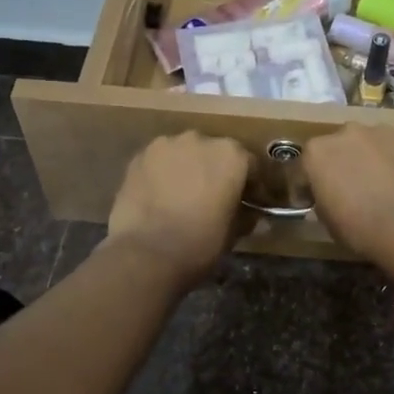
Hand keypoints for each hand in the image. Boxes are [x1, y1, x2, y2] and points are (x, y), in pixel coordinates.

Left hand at [105, 133, 251, 289]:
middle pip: (215, 153)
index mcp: (231, 155)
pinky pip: (160, 162)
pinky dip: (163, 174)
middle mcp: (200, 140)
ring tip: (183, 196)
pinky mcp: (138, 157)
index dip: (251, 185)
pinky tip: (160, 197)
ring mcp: (165, 145)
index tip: (250, 202)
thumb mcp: (233, 233)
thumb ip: (246, 217)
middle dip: (217, 172)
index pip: (250, 165)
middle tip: (214, 198)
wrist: (146, 253)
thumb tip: (255, 216)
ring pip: (184, 154)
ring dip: (188, 169)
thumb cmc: (200, 243)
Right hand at [302, 125, 393, 277]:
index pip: (303, 168)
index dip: (306, 186)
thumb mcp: (328, 222)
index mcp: (317, 153)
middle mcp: (345, 132)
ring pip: (368, 143)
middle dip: (339, 165)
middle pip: (337, 148)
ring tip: (378, 183)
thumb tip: (327, 197)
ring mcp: (381, 131)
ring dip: (368, 158)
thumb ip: (322, 200)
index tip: (311, 201)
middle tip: (348, 189)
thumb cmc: (362, 229)